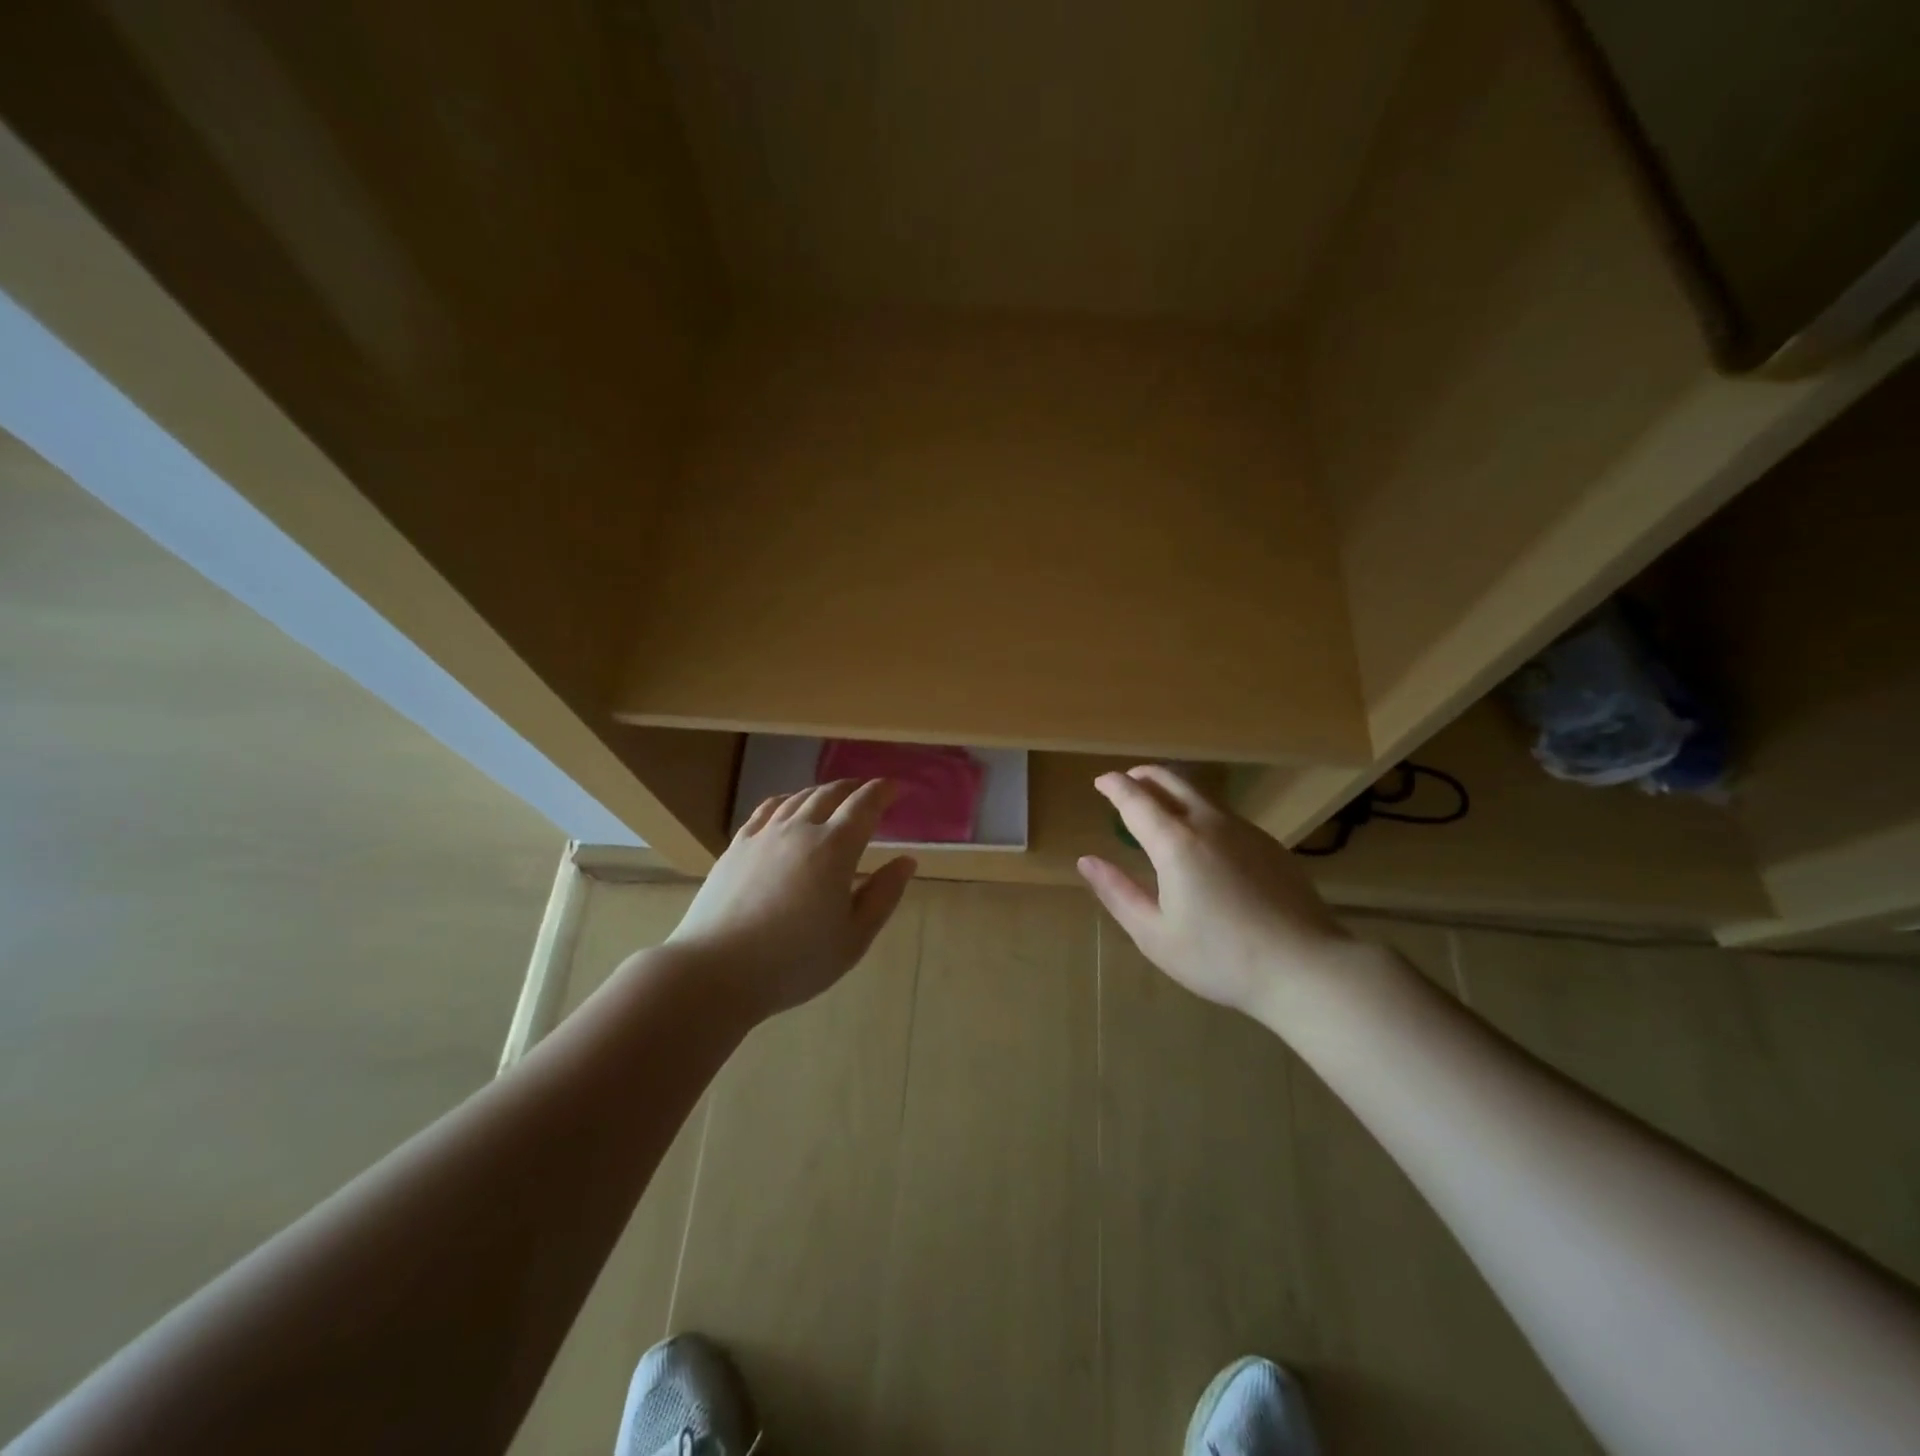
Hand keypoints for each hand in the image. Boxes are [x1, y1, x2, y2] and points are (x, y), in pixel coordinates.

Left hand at [667, 778, 916, 1019]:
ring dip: (822, 792)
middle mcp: (800, 829)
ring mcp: (764, 835)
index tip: (893, 787)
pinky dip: (786, 800)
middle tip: (866, 792)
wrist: (716, 971)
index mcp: (835, 848)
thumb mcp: (853, 938)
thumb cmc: (795, 962)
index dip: (881, 792)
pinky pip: (767, 809)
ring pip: (798, 798)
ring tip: (833, 797)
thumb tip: (906, 861)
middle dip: (853, 788)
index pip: (864, 805)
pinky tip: (787, 807)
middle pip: (830, 793)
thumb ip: (883, 895)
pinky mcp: (737, 846)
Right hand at [1076, 766, 1353, 1020]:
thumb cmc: (1220, 958)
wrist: (1305, 967)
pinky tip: (1202, 838)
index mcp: (1175, 844)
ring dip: (1173, 790)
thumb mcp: (1155, 934)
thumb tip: (1087, 861)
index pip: (1135, 800)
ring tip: (1159, 804)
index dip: (1114, 786)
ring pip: (1201, 796)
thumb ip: (1117, 892)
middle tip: (1127, 779)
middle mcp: (1209, 824)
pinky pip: (1224, 815)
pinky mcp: (1269, 844)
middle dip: (1144, 775)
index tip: (1100, 780)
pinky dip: (1200, 811)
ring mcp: (1245, 831)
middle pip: (1172, 781)